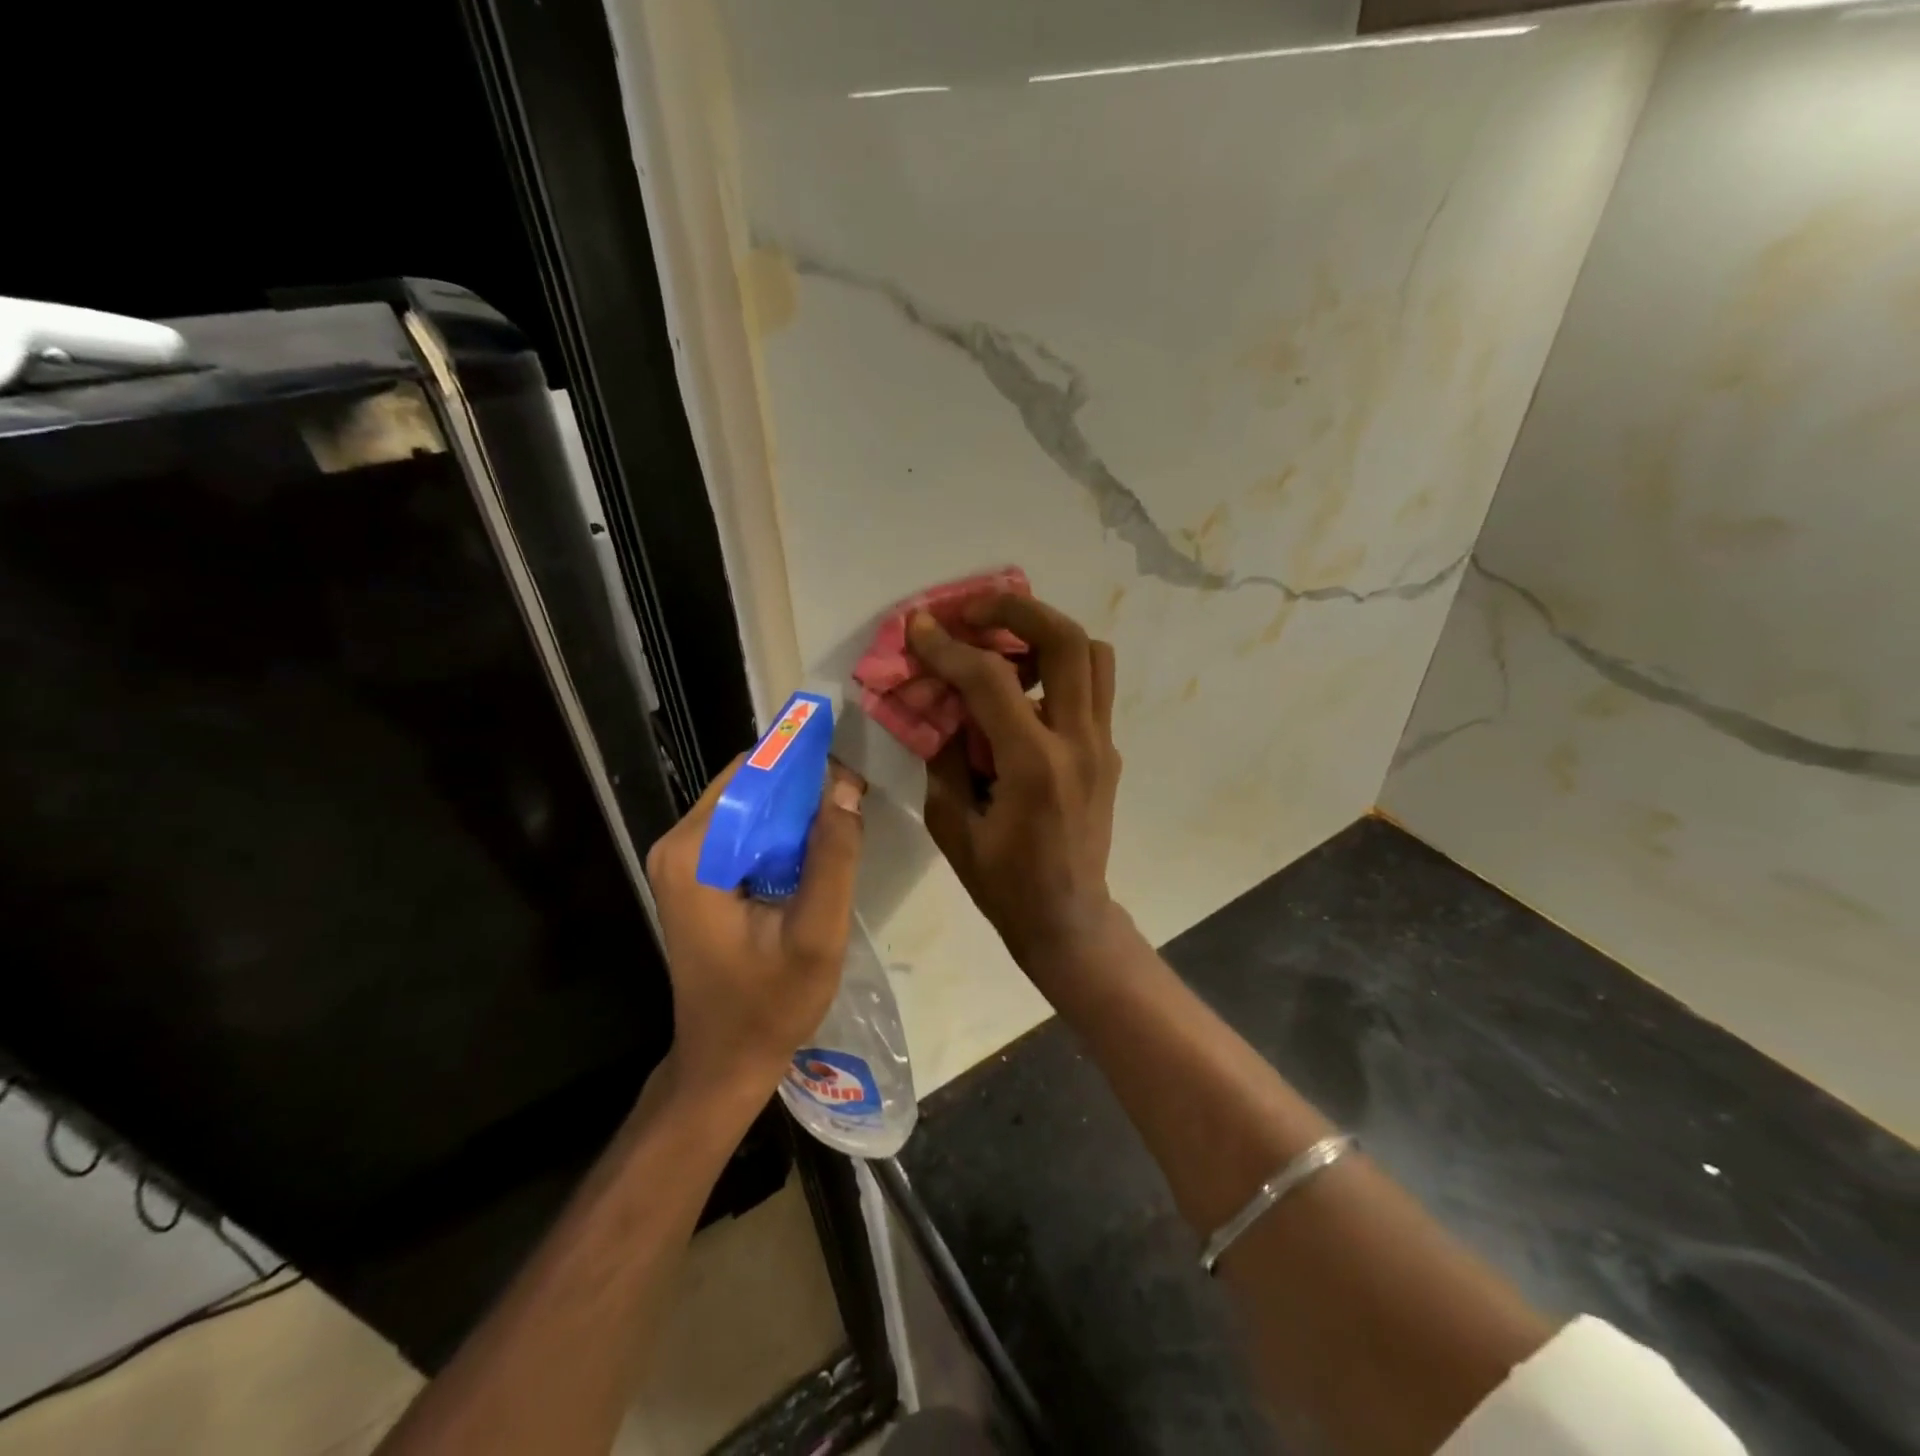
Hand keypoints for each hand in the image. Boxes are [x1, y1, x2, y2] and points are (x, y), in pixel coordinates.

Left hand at [645, 757, 866, 1099]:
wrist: (724, 1061)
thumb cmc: (769, 1005)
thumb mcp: (816, 933)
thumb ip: (833, 857)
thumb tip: (846, 785)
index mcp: (695, 852)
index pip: (754, 775)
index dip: (806, 767)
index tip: (853, 780)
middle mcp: (679, 844)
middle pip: (749, 784)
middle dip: (804, 787)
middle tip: (855, 805)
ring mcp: (683, 860)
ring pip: (750, 805)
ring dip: (797, 810)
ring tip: (843, 827)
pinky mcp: (696, 874)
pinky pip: (745, 830)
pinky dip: (782, 832)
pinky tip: (815, 853)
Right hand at [910, 595, 1122, 967]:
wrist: (1068, 918)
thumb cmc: (1003, 883)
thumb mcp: (952, 824)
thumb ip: (944, 756)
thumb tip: (939, 705)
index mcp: (1035, 766)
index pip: (991, 680)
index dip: (949, 647)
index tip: (919, 627)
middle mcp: (1078, 743)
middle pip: (1066, 641)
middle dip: (1016, 609)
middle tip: (973, 609)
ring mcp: (1102, 744)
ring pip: (1092, 654)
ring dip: (1045, 632)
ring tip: (1002, 639)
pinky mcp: (1107, 750)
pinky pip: (1091, 686)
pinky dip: (1057, 667)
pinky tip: (1021, 685)